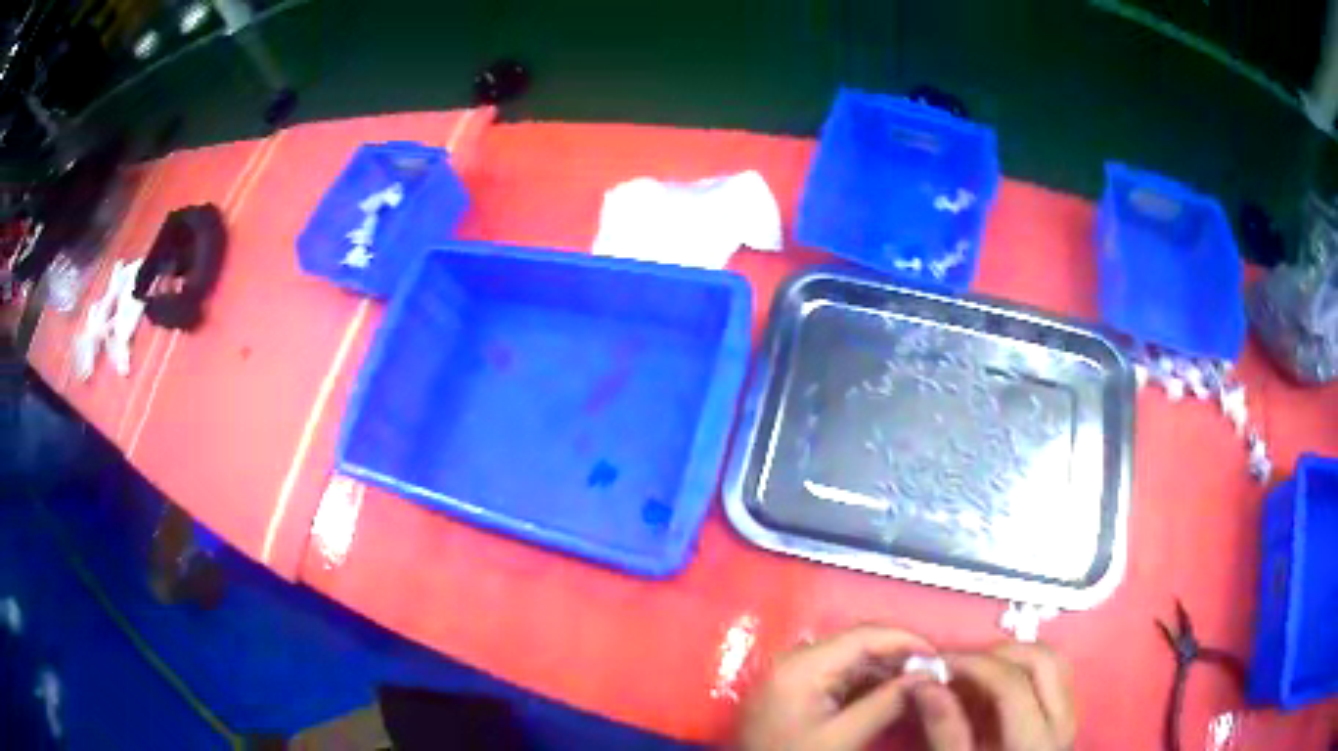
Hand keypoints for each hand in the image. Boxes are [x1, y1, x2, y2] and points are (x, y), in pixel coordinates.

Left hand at [734, 625, 938, 750]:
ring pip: (850, 659)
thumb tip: (927, 676)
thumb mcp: (844, 737)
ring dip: (885, 669)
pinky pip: (836, 676)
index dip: (907, 640)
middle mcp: (794, 659)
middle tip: (933, 672)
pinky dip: (865, 683)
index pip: (864, 635)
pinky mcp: (792, 691)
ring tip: (919, 683)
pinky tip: (890, 694)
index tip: (939, 657)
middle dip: (898, 655)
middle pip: (857, 644)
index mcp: (802, 664)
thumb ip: (887, 703)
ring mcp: (790, 674)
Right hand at [916, 643, 1076, 750]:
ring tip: (975, 670)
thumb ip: (945, 731)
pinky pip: (1053, 674)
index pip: (1012, 683)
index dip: (974, 665)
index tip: (938, 662)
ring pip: (1052, 660)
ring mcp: (1070, 714)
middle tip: (958, 664)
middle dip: (997, 652)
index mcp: (1035, 741)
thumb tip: (923, 683)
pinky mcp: (1066, 714)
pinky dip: (1024, 667)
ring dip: (1014, 655)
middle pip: (1041, 660)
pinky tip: (995, 683)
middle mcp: (1063, 720)